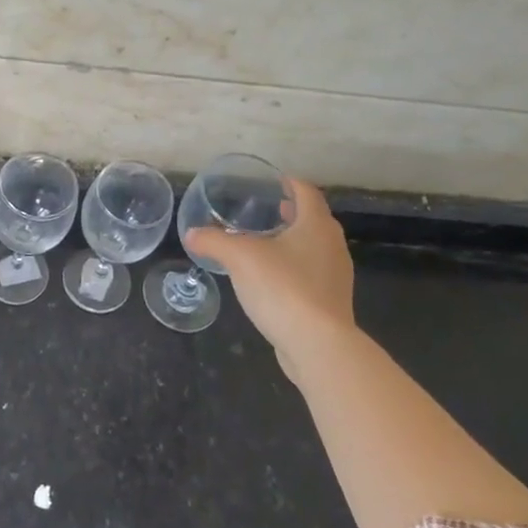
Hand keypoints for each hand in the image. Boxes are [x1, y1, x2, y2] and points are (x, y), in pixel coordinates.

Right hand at [183, 179, 355, 381]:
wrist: (318, 345)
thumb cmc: (283, 288)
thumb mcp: (239, 257)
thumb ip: (213, 241)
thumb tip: (191, 234)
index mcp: (315, 225)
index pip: (306, 192)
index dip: (290, 183)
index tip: (272, 182)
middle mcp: (332, 246)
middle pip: (314, 219)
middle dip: (291, 213)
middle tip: (266, 211)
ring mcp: (336, 276)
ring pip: (314, 248)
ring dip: (293, 242)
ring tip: (265, 245)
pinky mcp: (331, 302)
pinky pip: (312, 274)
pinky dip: (294, 268)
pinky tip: (271, 280)